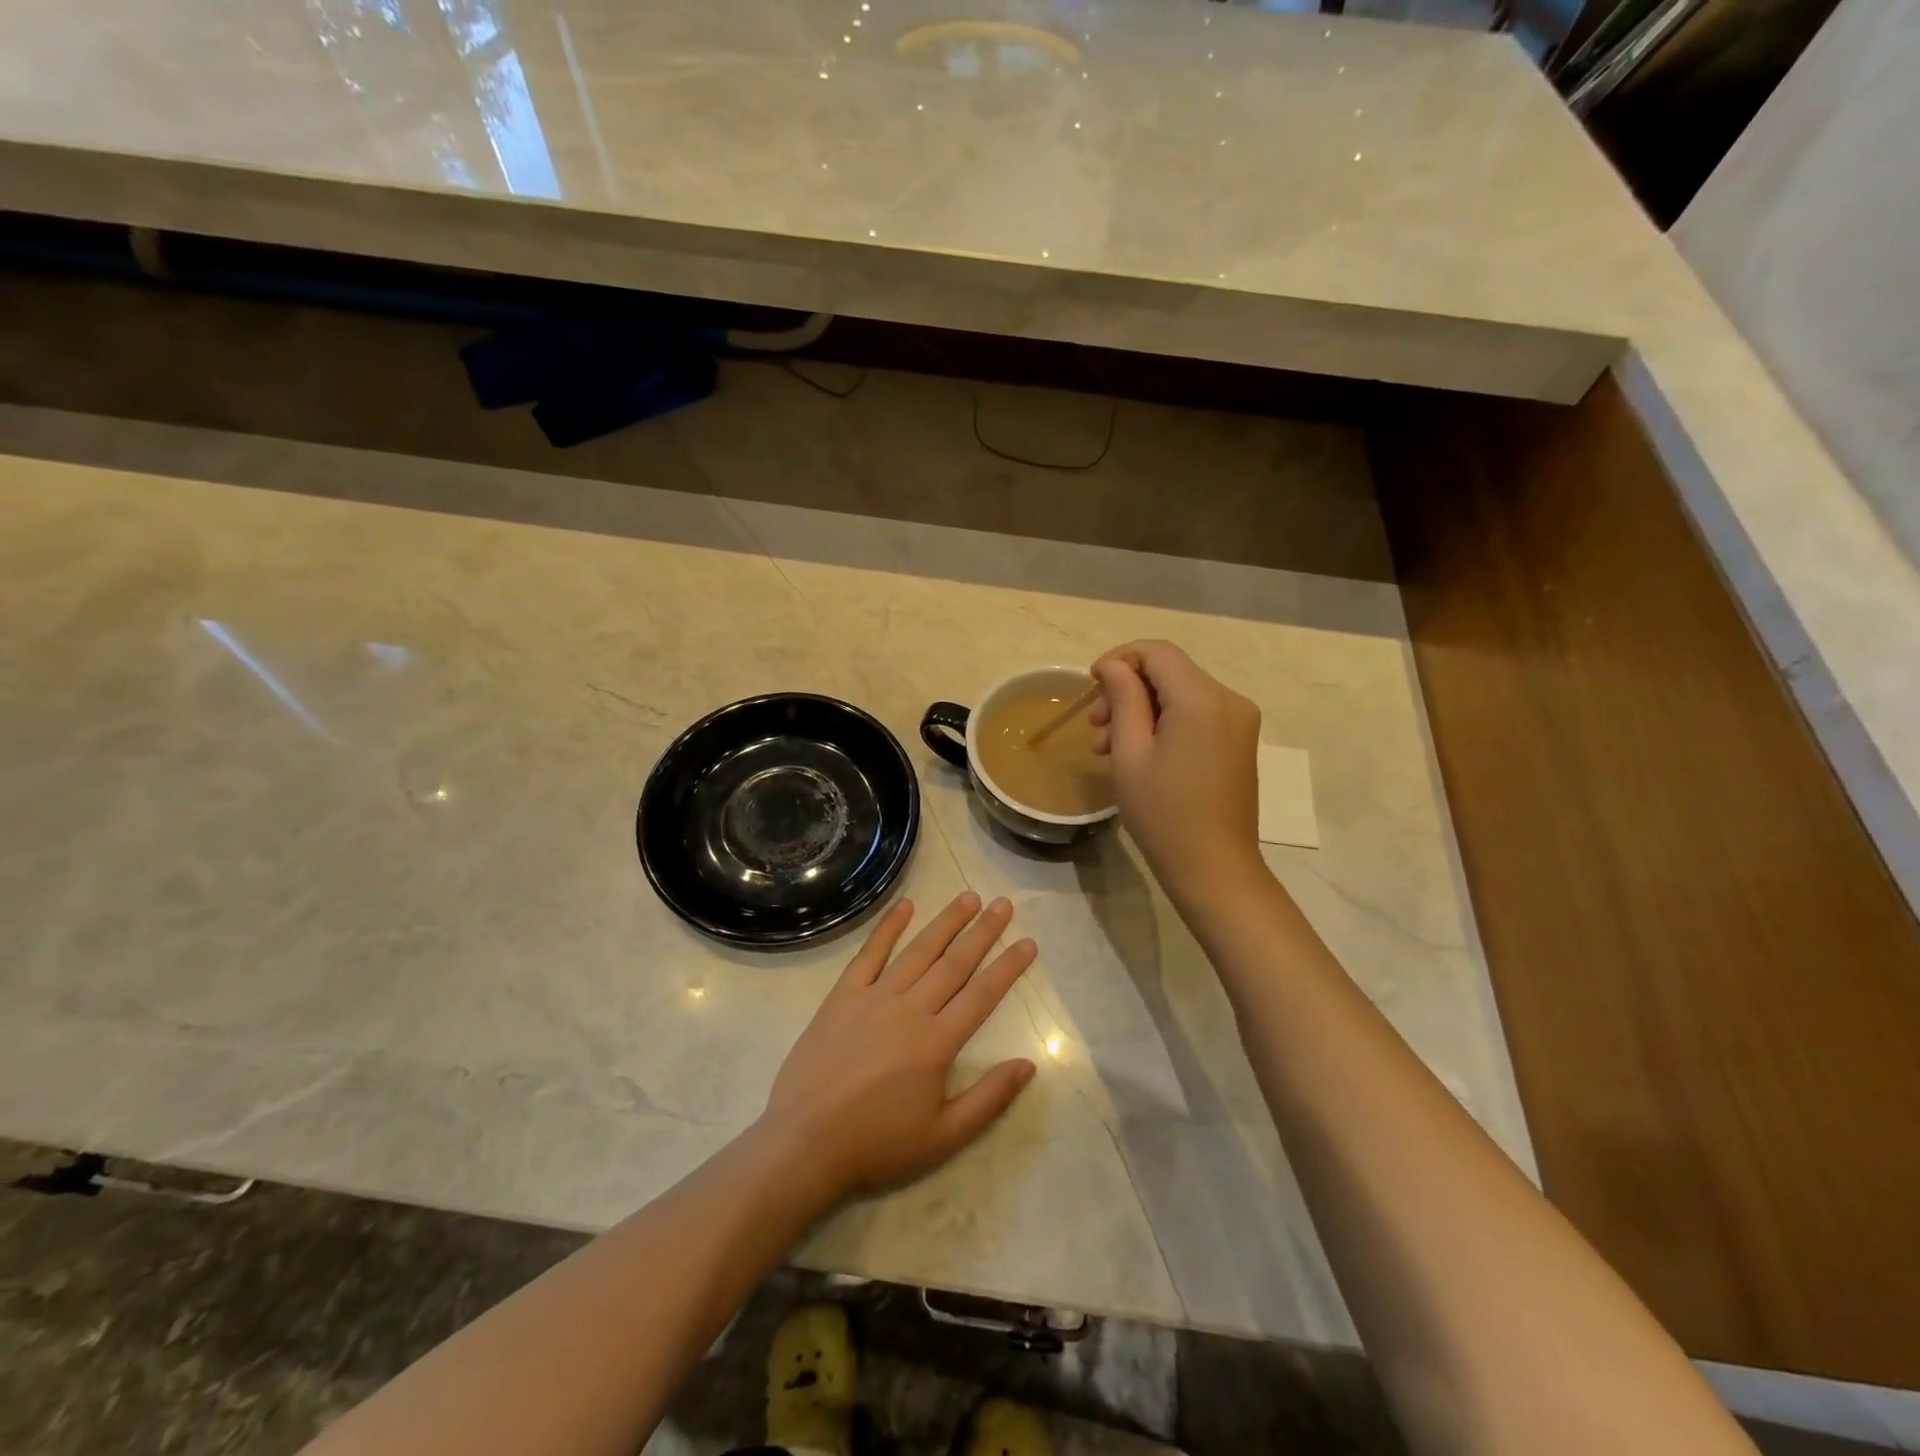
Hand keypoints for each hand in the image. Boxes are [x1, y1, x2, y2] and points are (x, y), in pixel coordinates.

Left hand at [756, 893, 1037, 1205]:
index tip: (1028, 943)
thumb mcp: (943, 1137)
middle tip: (1003, 904)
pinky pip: (870, 954)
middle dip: (982, 932)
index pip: (982, 995)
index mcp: (936, 1043)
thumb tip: (1028, 1065)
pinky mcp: (843, 996)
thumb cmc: (877, 1144)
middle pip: (954, 963)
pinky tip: (906, 906)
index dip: (1008, 967)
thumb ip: (988, 1099)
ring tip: (968, 897)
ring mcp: (874, 997)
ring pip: (918, 951)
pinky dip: (888, 928)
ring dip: (946, 922)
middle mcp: (910, 1009)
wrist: (804, 1142)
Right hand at [1090, 640, 1265, 908]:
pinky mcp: (1240, 740)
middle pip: (1170, 672)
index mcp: (1202, 699)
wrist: (1214, 868)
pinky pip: (1197, 714)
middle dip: (1127, 690)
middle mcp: (1229, 700)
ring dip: (1142, 709)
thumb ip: (1123, 698)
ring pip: (1181, 693)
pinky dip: (1166, 723)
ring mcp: (1239, 721)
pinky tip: (1140, 753)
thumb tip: (1114, 666)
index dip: (1120, 659)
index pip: (1157, 652)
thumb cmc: (1163, 814)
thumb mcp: (1130, 753)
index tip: (1091, 684)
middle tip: (1094, 726)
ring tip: (1108, 747)